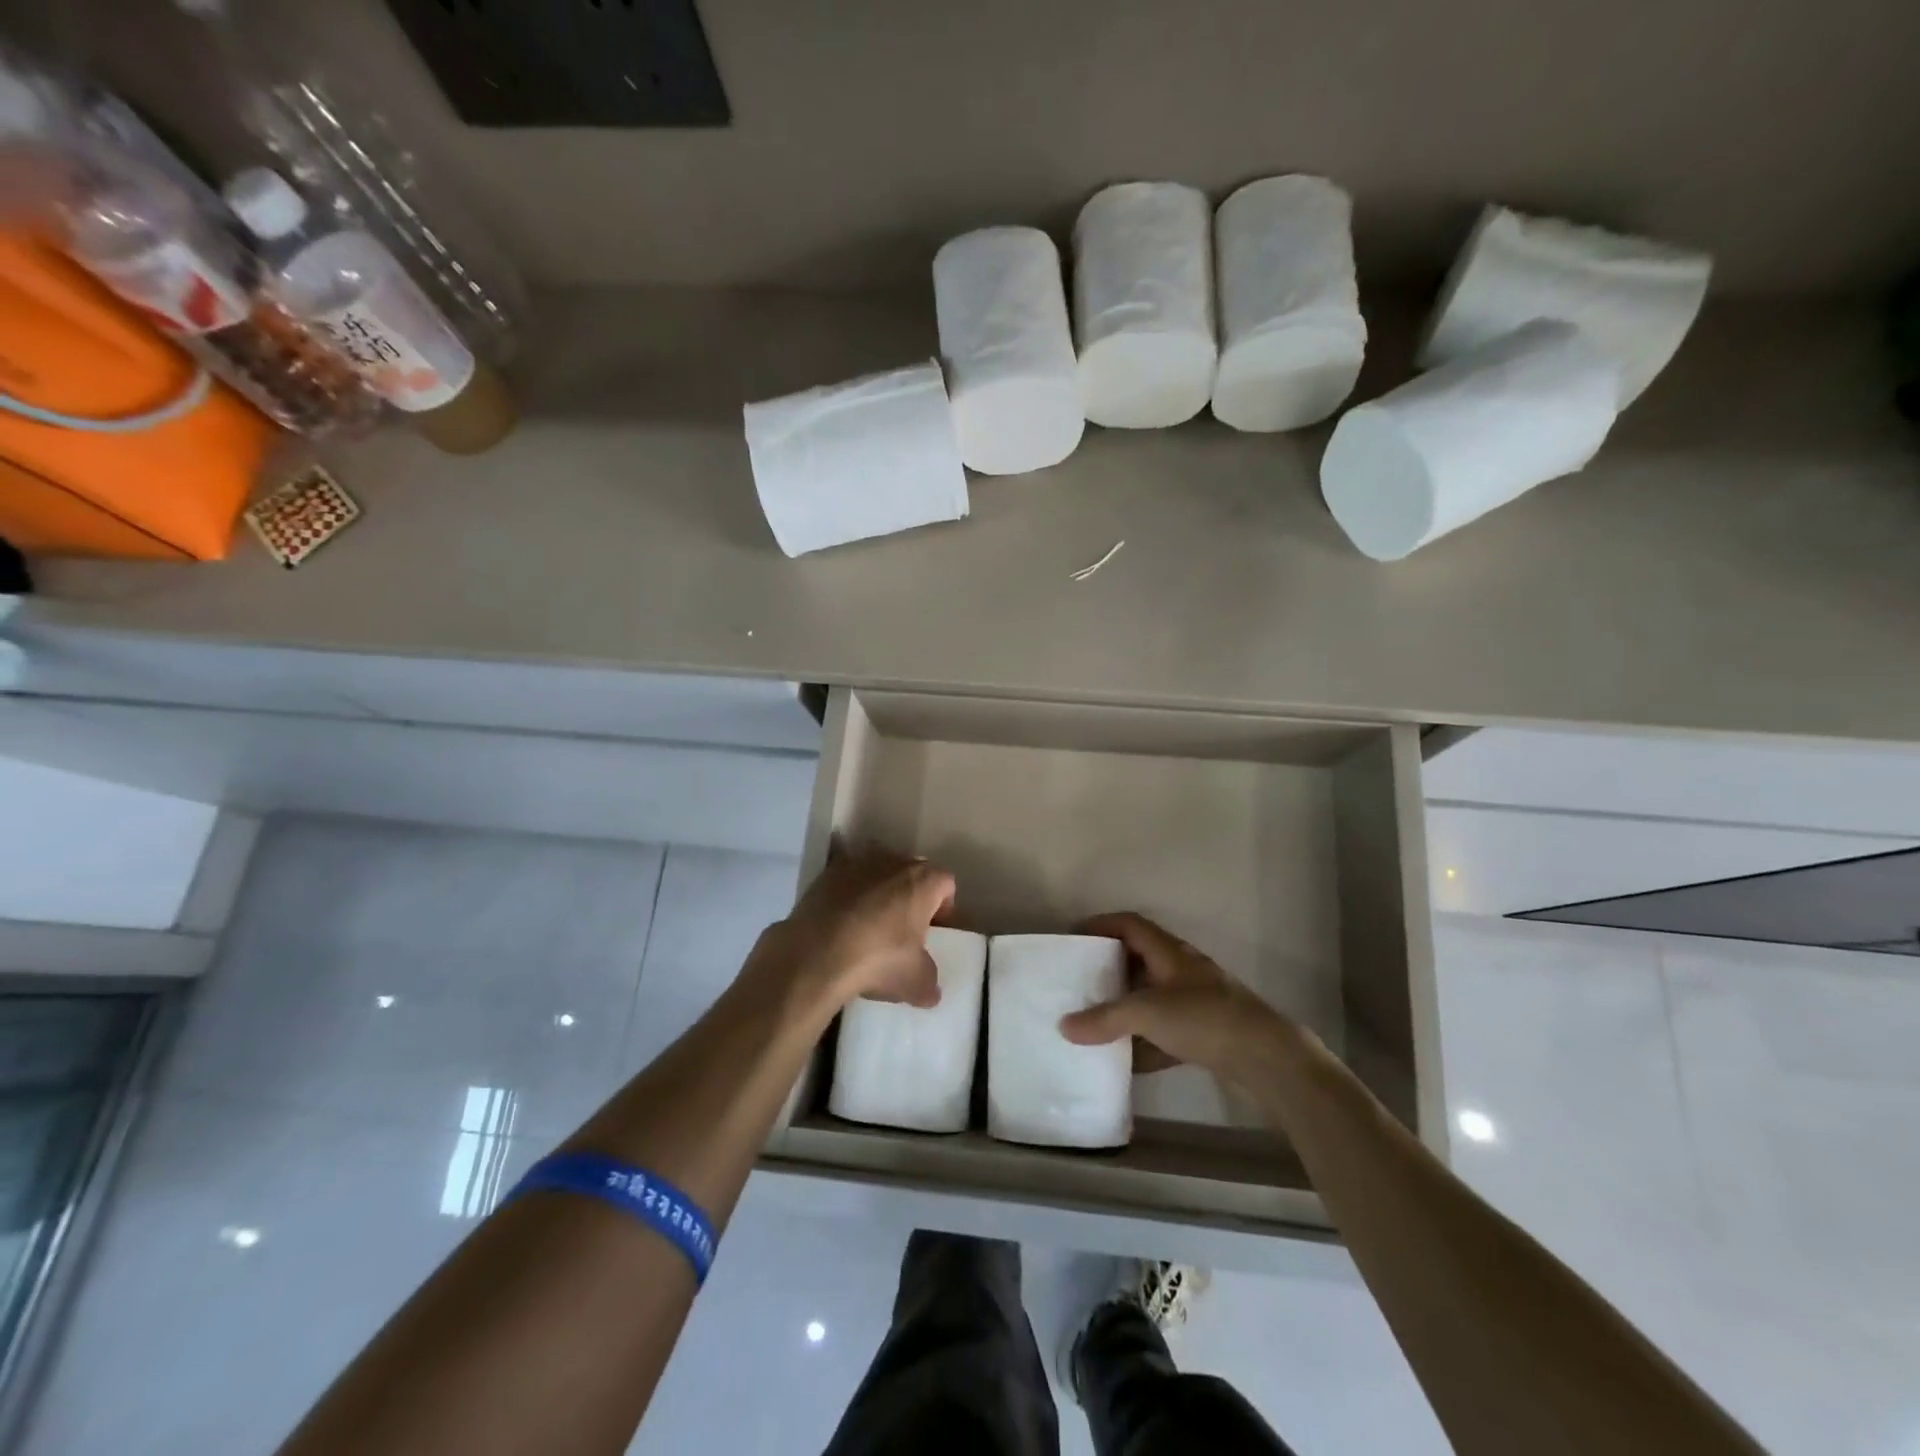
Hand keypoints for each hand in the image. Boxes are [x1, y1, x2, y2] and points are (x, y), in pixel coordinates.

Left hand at [762, 843, 955, 1011]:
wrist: (816, 953)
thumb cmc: (878, 959)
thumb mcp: (915, 981)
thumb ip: (929, 981)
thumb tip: (931, 991)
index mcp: (924, 881)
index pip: (946, 884)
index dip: (943, 906)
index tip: (932, 930)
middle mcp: (895, 861)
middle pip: (912, 872)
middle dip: (912, 894)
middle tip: (904, 925)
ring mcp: (859, 862)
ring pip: (879, 870)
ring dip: (880, 888)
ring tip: (870, 920)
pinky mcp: (828, 872)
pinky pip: (847, 878)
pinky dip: (849, 892)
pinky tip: (841, 918)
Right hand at [1059, 912, 1297, 1088]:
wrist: (1267, 1056)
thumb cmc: (1204, 1018)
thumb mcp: (1147, 1013)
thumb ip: (1104, 1019)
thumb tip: (1063, 1026)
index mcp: (1169, 952)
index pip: (1130, 925)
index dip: (1102, 924)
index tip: (1076, 936)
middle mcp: (1182, 970)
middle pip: (1140, 958)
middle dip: (1111, 967)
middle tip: (1082, 978)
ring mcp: (1197, 1001)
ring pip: (1153, 996)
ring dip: (1127, 1005)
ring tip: (1098, 1018)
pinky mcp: (1206, 1031)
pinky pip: (1166, 1030)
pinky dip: (1146, 1040)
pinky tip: (1129, 1060)